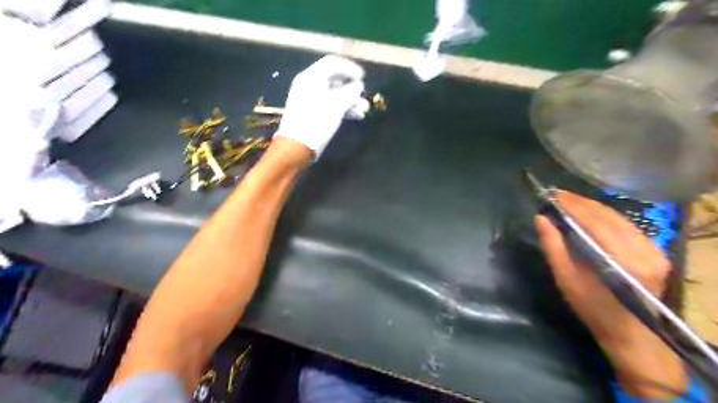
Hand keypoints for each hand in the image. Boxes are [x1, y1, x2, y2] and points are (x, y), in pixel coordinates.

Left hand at [275, 54, 364, 158]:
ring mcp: (309, 99)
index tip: (363, 77)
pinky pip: (329, 104)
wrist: (297, 146)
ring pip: (333, 94)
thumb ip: (350, 93)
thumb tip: (358, 85)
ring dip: (350, 101)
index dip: (349, 68)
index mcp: (312, 77)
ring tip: (364, 111)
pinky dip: (342, 108)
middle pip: (334, 80)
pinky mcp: (311, 112)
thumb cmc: (317, 122)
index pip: (332, 64)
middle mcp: (309, 85)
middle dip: (352, 89)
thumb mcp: (336, 106)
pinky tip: (355, 116)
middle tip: (364, 97)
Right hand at [536, 192, 685, 399]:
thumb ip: (553, 245)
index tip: (551, 195)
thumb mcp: (565, 278)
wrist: (631, 334)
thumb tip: (541, 218)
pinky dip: (605, 216)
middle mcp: (644, 249)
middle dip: (580, 203)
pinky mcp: (656, 251)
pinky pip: (626, 225)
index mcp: (622, 259)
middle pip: (607, 215)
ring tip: (569, 202)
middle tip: (556, 196)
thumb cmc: (592, 308)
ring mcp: (654, 249)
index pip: (594, 220)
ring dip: (591, 207)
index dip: (572, 205)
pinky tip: (590, 214)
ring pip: (618, 217)